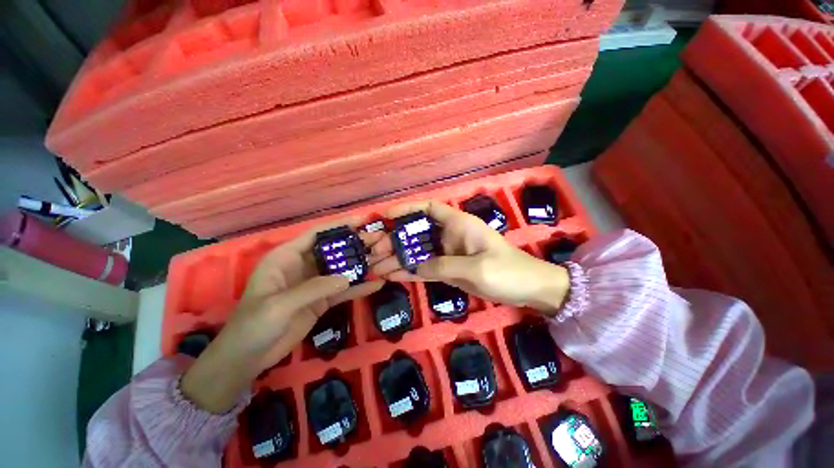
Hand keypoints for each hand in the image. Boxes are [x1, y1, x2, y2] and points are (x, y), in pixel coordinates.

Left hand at [182, 222, 384, 413]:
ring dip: (362, 265)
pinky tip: (377, 284)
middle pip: (334, 250)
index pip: (316, 234)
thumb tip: (347, 278)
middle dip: (356, 245)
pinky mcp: (323, 300)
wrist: (248, 357)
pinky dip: (359, 288)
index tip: (362, 220)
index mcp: (287, 257)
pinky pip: (344, 290)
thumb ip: (313, 289)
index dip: (339, 226)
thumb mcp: (279, 305)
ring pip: (342, 269)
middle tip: (380, 240)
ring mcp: (315, 284)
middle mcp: (304, 266)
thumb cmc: (254, 325)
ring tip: (384, 259)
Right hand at [371, 200, 569, 311]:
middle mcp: (449, 236)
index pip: (429, 209)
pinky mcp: (448, 270)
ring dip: (396, 258)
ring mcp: (447, 254)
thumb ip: (444, 266)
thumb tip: (417, 267)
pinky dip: (409, 271)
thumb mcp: (477, 268)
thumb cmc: (508, 271)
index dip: (408, 209)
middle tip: (373, 251)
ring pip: (417, 252)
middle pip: (416, 233)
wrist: (527, 289)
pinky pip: (424, 268)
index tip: (387, 216)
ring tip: (374, 267)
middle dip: (394, 240)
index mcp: (459, 225)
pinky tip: (391, 275)